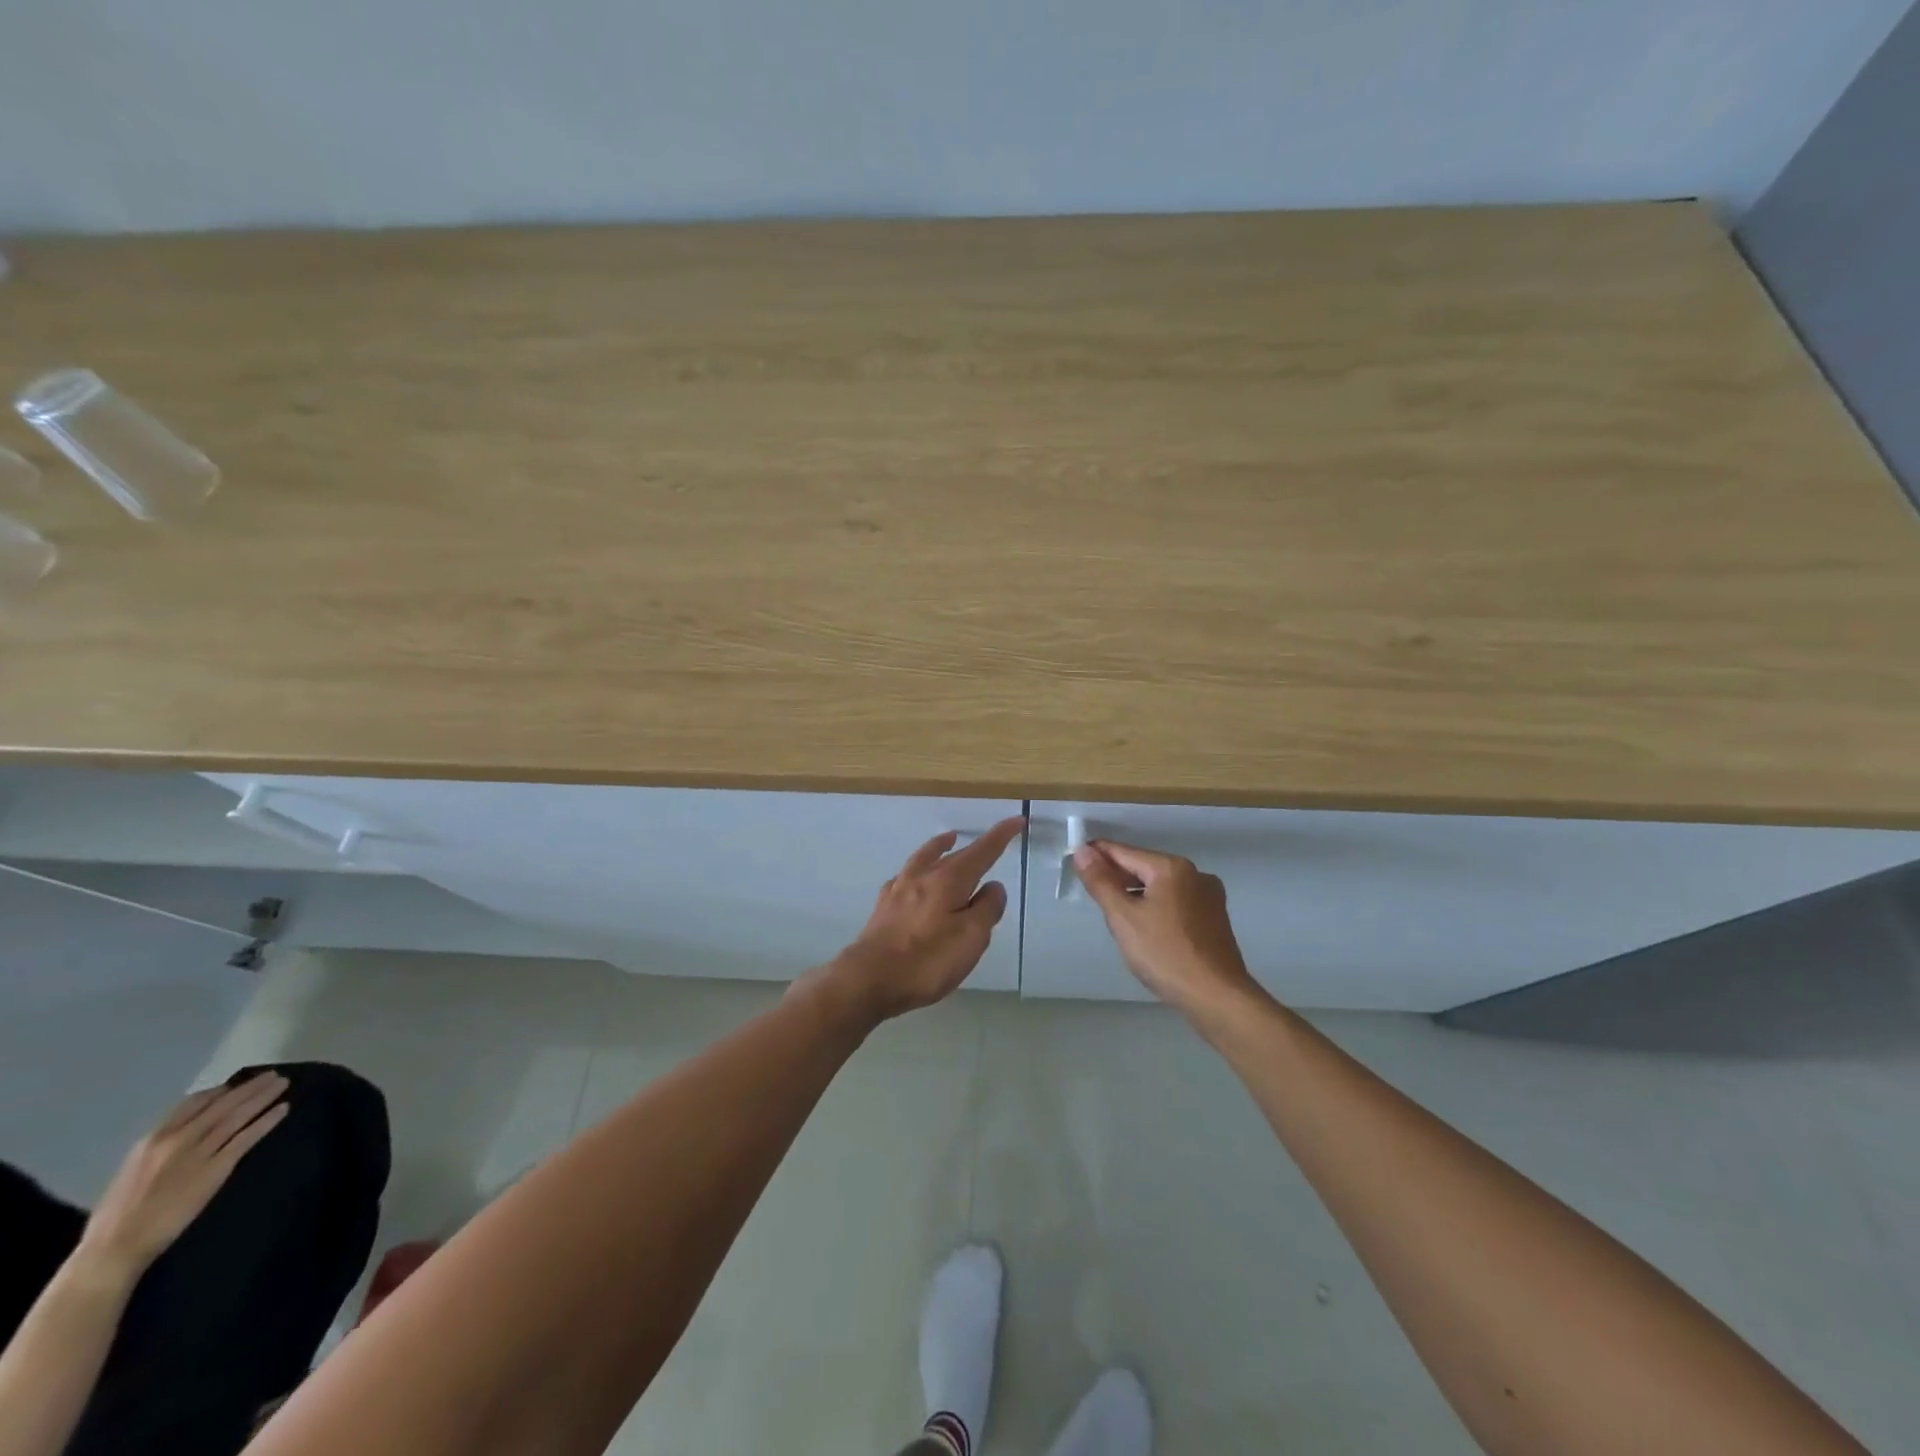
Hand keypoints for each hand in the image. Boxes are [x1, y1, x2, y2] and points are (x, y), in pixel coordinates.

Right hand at [79, 1074, 290, 1275]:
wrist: (114, 1247)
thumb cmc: (118, 1215)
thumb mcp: (133, 1169)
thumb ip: (160, 1148)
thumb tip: (186, 1132)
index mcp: (152, 1140)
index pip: (193, 1103)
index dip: (220, 1092)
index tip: (237, 1084)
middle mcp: (177, 1140)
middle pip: (222, 1105)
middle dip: (249, 1088)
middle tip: (273, 1075)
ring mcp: (198, 1153)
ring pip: (237, 1116)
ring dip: (263, 1097)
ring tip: (283, 1084)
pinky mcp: (215, 1169)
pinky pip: (246, 1138)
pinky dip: (267, 1121)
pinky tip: (283, 1109)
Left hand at [825, 815, 1024, 1020]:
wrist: (868, 979)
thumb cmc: (927, 960)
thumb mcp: (971, 938)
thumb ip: (987, 909)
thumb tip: (993, 886)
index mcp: (949, 880)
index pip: (982, 851)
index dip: (1001, 835)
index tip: (1017, 820)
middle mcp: (923, 876)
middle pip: (954, 854)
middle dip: (974, 845)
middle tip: (990, 842)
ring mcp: (899, 890)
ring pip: (924, 858)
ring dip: (940, 847)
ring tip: (949, 839)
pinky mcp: (883, 907)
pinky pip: (904, 877)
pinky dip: (916, 870)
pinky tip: (912, 878)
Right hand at [1073, 840, 1265, 1023]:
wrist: (1216, 997)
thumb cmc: (1165, 953)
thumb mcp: (1123, 917)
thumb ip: (1101, 882)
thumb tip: (1082, 851)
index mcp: (1172, 867)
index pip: (1124, 852)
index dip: (1097, 854)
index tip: (1074, 858)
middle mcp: (1195, 874)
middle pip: (1144, 867)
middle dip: (1117, 876)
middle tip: (1090, 889)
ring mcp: (1210, 897)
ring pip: (1161, 886)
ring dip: (1136, 893)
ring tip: (1114, 911)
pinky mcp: (1215, 919)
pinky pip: (1176, 902)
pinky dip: (1156, 907)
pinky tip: (1145, 927)